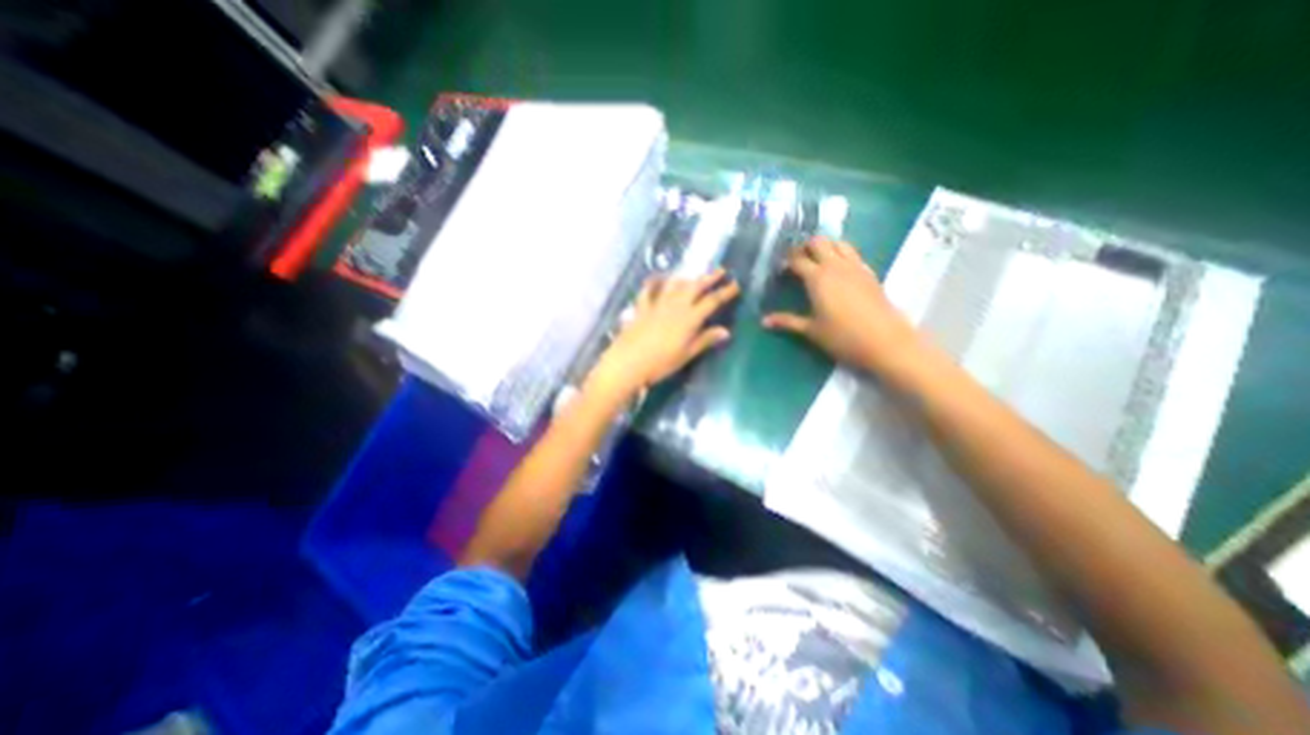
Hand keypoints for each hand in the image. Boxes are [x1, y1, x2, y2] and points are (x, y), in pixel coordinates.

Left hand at [589, 269, 740, 402]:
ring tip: (694, 276)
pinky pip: (648, 290)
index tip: (736, 285)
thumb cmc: (661, 363)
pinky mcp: (641, 307)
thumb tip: (726, 331)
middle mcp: (675, 306)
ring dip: (687, 278)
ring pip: (675, 284)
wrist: (628, 363)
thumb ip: (705, 340)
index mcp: (690, 318)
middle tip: (721, 271)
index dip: (725, 292)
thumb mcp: (686, 354)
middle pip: (695, 286)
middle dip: (709, 278)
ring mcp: (657, 304)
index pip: (712, 301)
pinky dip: (654, 282)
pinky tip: (658, 278)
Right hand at [757, 234, 917, 374]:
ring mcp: (855, 266)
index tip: (779, 268)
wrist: (885, 342)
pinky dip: (841, 253)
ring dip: (824, 246)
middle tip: (796, 261)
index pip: (797, 259)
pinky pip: (852, 252)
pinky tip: (838, 268)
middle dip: (804, 247)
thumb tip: (763, 321)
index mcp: (818, 278)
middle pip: (818, 242)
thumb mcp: (811, 330)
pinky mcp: (869, 272)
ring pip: (838, 242)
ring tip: (816, 260)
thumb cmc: (842, 337)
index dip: (786, 261)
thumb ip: (787, 322)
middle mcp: (835, 265)